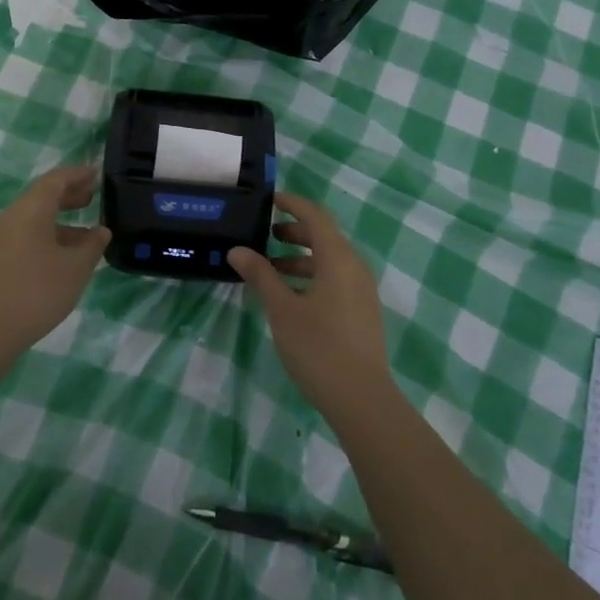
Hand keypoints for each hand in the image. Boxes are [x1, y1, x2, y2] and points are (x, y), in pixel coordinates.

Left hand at [0, 166, 110, 358]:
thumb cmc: (36, 292)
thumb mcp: (75, 268)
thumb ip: (92, 245)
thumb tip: (101, 230)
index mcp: (30, 209)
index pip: (56, 179)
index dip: (78, 174)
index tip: (97, 173)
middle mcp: (11, 216)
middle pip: (42, 196)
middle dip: (69, 195)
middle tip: (93, 197)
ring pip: (33, 218)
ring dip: (60, 220)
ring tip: (86, 233)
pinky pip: (25, 236)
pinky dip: (47, 236)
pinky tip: (62, 257)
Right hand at [229, 192, 393, 418]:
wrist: (362, 399)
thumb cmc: (318, 347)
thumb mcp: (282, 309)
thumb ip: (260, 275)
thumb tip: (237, 250)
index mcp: (338, 258)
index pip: (316, 216)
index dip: (293, 204)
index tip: (270, 200)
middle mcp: (355, 267)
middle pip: (325, 237)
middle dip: (295, 232)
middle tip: (266, 235)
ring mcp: (362, 291)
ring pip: (330, 261)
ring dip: (301, 258)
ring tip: (271, 270)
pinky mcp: (362, 312)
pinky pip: (336, 279)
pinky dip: (313, 276)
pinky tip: (291, 297)